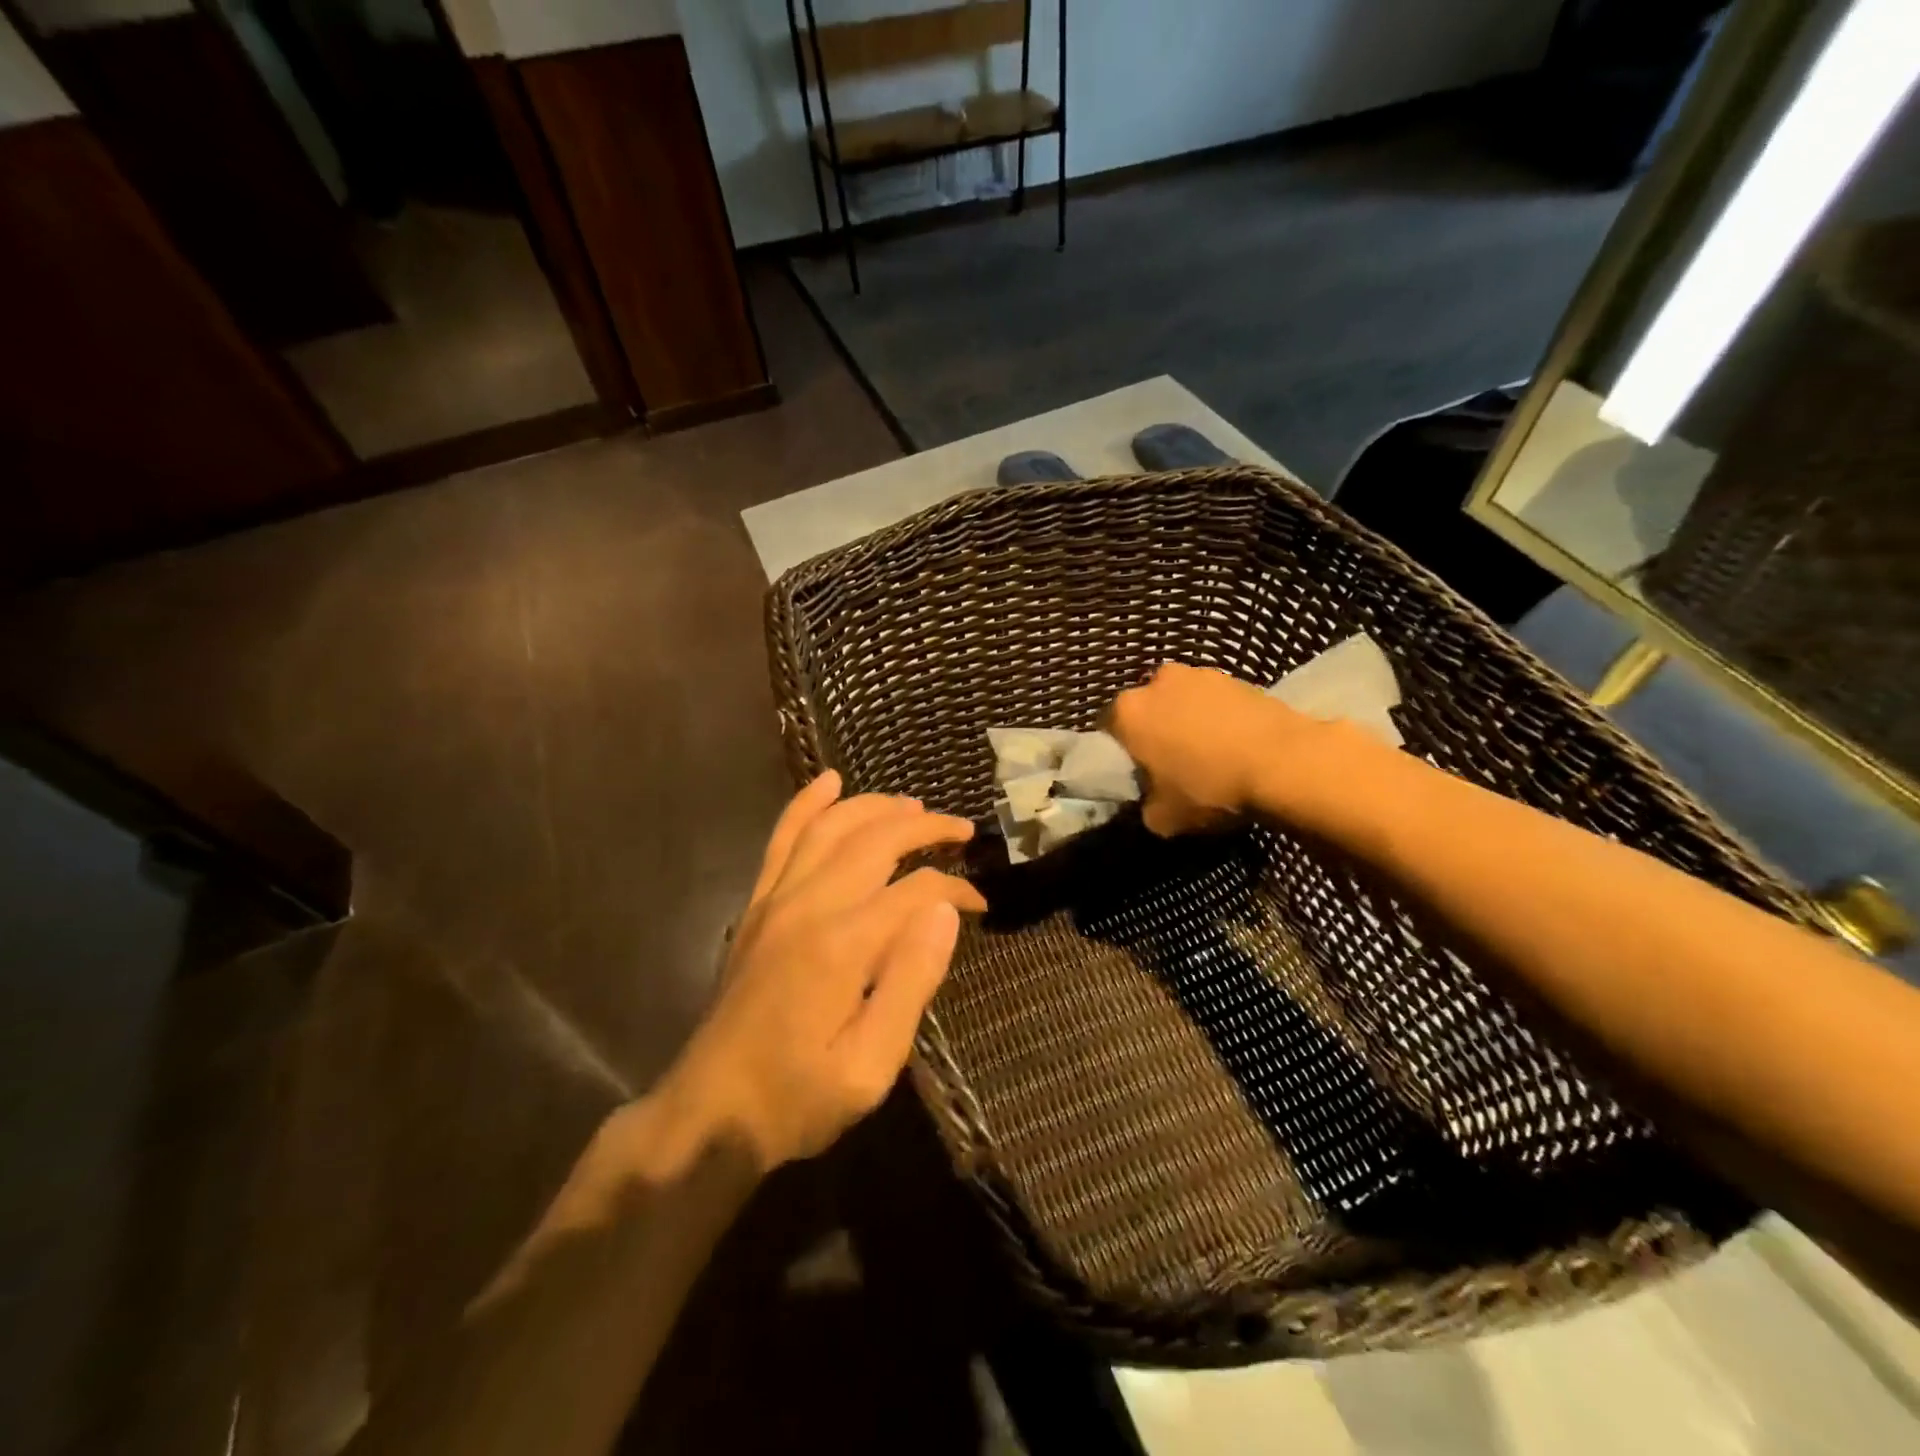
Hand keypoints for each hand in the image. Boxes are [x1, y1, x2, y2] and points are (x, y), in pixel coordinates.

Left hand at [665, 771, 985, 1171]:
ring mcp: (776, 899)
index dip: (956, 887)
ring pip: (831, 826)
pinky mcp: (756, 906)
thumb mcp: (870, 1066)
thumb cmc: (798, 1098)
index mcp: (843, 943)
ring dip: (875, 806)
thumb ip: (911, 983)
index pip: (916, 888)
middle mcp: (808, 904)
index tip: (982, 904)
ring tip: (913, 806)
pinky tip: (828, 783)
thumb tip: (946, 912)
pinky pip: (782, 839)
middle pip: (876, 839)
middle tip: (963, 830)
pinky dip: (807, 805)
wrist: (710, 1112)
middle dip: (925, 827)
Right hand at [1109, 663, 1323, 835]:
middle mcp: (1156, 682)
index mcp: (1128, 712)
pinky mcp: (1237, 676)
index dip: (1123, 755)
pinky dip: (1218, 717)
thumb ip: (1145, 806)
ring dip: (1187, 721)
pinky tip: (1234, 744)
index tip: (1139, 774)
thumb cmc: (1210, 788)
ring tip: (1209, 753)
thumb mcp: (1163, 818)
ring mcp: (1198, 674)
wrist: (1284, 762)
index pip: (1109, 732)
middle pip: (1146, 710)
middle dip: (1154, 731)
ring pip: (1181, 702)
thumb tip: (1151, 801)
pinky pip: (1214, 701)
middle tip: (1172, 763)